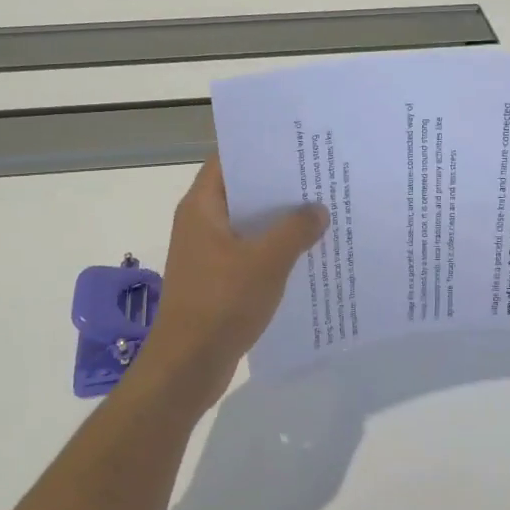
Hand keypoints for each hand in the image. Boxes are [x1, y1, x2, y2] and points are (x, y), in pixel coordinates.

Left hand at [141, 157, 327, 403]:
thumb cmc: (222, 303)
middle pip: (242, 192)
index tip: (296, 144)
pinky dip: (273, 249)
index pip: (228, 160)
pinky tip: (306, 253)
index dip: (259, 149)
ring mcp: (207, 253)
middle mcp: (200, 223)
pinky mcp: (217, 279)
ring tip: (321, 211)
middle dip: (278, 186)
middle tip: (319, 176)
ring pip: (248, 225)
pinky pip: (249, 252)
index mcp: (202, 208)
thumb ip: (295, 230)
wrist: (188, 365)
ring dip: (279, 221)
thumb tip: (318, 210)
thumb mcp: (267, 261)